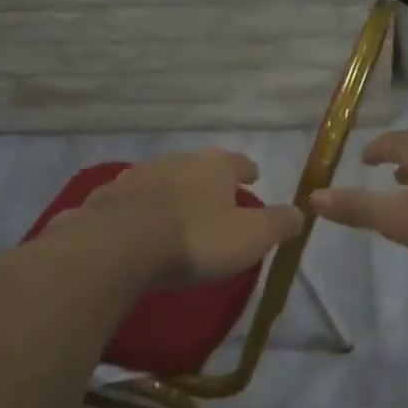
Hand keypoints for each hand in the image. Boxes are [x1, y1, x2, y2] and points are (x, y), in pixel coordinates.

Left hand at [51, 149, 303, 286]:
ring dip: (171, 194)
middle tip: (215, 200)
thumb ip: (278, 224)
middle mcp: (175, 162)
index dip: (247, 171)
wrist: (119, 246)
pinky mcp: (106, 198)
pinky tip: (138, 228)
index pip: (238, 162)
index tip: (253, 177)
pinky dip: (139, 211)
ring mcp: (137, 177)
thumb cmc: (195, 239)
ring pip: (162, 181)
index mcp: (214, 167)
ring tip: (177, 215)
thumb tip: (300, 212)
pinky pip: (130, 202)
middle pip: (197, 168)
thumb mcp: (251, 237)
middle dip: (207, 182)